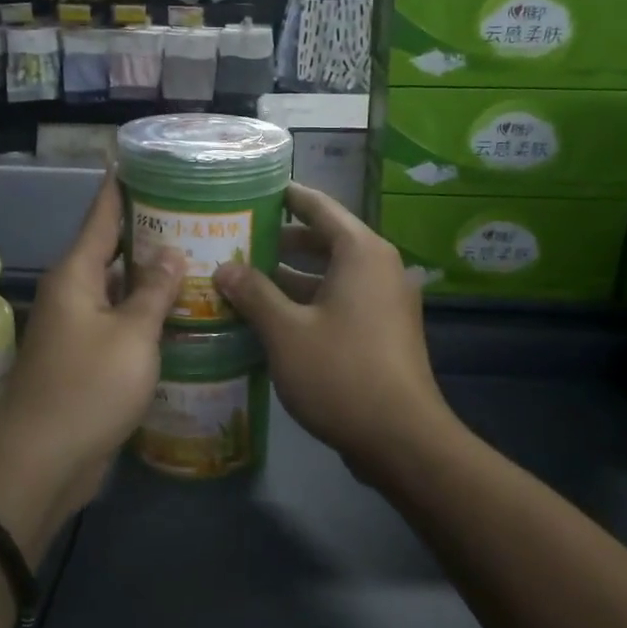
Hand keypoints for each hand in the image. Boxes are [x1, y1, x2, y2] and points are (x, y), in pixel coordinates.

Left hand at [0, 175, 181, 549]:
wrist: (44, 461)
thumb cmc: (88, 387)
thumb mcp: (132, 335)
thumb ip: (154, 291)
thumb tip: (170, 252)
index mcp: (76, 275)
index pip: (101, 216)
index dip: (121, 187)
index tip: (139, 159)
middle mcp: (73, 294)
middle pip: (112, 251)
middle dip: (150, 233)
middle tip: (196, 215)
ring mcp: (78, 328)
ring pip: (119, 290)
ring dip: (152, 278)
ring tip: (199, 259)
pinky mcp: (87, 359)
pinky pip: (120, 323)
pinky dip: (147, 315)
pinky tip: (182, 314)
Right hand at [214, 184, 453, 481]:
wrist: (402, 439)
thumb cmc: (341, 373)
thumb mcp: (286, 331)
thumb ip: (254, 293)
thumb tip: (225, 268)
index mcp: (362, 253)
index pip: (320, 207)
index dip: (288, 196)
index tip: (255, 189)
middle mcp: (379, 268)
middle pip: (325, 240)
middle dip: (281, 240)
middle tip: (237, 238)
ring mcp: (385, 302)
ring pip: (331, 275)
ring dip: (291, 276)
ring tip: (244, 278)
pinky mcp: (383, 332)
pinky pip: (340, 301)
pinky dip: (308, 301)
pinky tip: (272, 318)